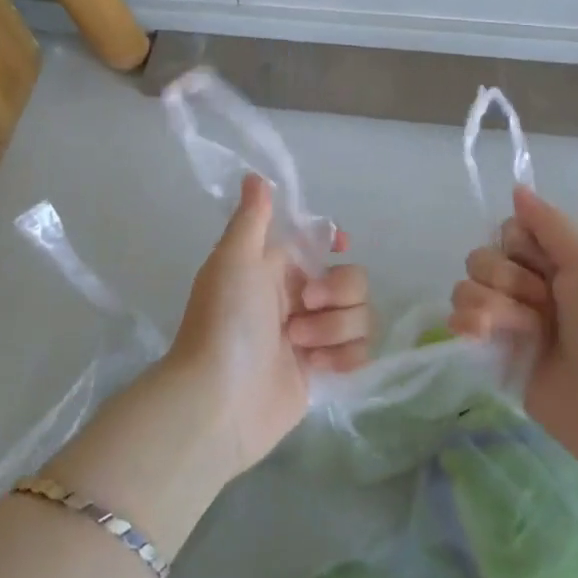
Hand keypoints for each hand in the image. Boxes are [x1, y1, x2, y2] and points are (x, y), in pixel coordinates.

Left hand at [167, 173, 371, 475]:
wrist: (218, 402)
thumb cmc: (224, 322)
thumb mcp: (233, 260)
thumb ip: (252, 218)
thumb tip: (255, 175)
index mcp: (277, 267)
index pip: (320, 242)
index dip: (335, 241)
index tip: (340, 245)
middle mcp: (298, 298)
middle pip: (352, 279)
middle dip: (337, 292)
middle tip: (304, 307)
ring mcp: (313, 336)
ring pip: (360, 316)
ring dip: (335, 328)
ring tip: (299, 344)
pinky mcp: (323, 372)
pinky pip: (359, 352)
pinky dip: (343, 358)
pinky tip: (315, 367)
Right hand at [448, 185, 577, 472]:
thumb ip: (552, 224)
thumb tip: (516, 188)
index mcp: (553, 262)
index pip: (507, 232)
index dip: (518, 246)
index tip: (546, 267)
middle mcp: (527, 287)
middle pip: (482, 258)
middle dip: (506, 279)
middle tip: (543, 306)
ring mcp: (509, 322)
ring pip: (466, 288)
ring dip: (490, 307)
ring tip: (524, 332)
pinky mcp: (493, 355)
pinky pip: (457, 323)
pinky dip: (466, 325)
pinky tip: (483, 337)